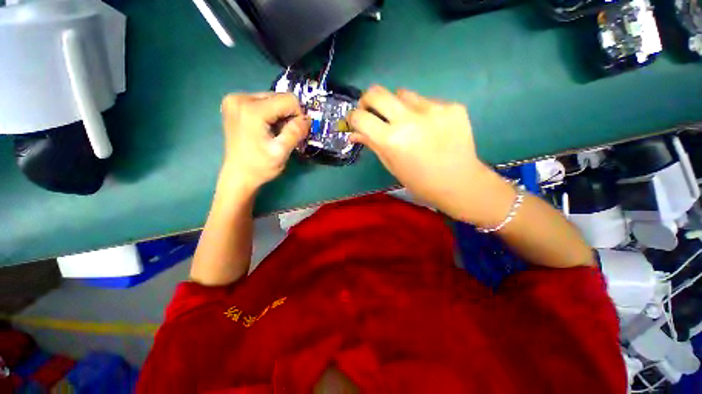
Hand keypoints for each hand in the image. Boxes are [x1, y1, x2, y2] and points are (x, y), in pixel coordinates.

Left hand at [219, 93, 309, 191]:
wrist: (238, 175)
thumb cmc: (259, 166)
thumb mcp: (281, 151)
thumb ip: (295, 132)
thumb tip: (307, 119)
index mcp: (252, 110)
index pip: (288, 99)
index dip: (298, 115)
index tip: (297, 132)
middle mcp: (240, 98)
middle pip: (278, 97)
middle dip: (288, 115)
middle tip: (286, 134)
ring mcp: (234, 100)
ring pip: (271, 99)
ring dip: (279, 115)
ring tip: (275, 132)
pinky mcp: (233, 104)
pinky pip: (261, 102)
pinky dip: (270, 114)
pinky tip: (267, 128)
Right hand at [349, 86, 512, 225]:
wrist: (459, 183)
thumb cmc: (419, 181)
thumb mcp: (391, 165)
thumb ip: (372, 144)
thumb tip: (353, 133)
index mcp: (392, 140)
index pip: (360, 117)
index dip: (353, 117)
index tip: (356, 121)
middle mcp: (410, 119)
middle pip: (377, 92)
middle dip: (367, 99)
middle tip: (371, 111)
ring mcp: (433, 109)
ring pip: (403, 94)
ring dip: (397, 105)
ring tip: (407, 122)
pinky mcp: (451, 106)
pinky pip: (426, 100)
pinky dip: (420, 110)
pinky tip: (429, 126)